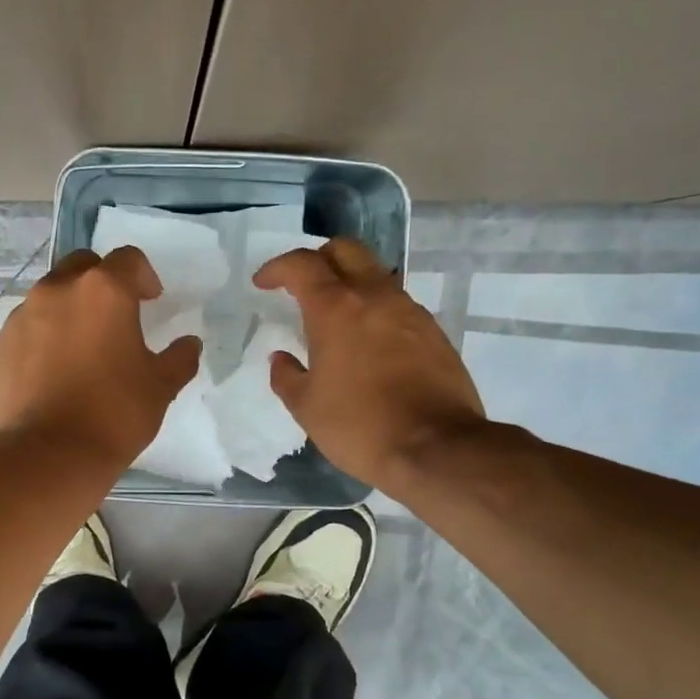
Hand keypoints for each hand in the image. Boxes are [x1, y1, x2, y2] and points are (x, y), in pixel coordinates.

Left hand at [0, 246, 202, 470]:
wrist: (47, 457)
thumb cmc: (114, 414)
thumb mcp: (161, 387)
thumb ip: (179, 358)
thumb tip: (189, 344)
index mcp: (103, 291)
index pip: (128, 259)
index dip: (143, 276)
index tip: (151, 300)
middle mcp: (56, 292)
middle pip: (82, 266)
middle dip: (101, 282)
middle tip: (114, 317)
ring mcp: (20, 318)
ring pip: (48, 298)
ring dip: (68, 311)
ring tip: (79, 351)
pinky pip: (25, 332)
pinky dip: (40, 342)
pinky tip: (50, 377)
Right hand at [255, 238, 485, 488]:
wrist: (436, 448)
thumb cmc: (360, 426)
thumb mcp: (307, 408)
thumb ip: (287, 376)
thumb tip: (281, 359)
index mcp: (336, 308)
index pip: (302, 265)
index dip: (277, 268)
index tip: (263, 283)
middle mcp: (375, 297)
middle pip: (346, 250)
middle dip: (318, 259)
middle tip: (302, 285)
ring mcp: (410, 311)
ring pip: (376, 275)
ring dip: (351, 284)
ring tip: (336, 317)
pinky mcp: (433, 332)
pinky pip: (397, 305)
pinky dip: (376, 310)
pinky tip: (369, 343)